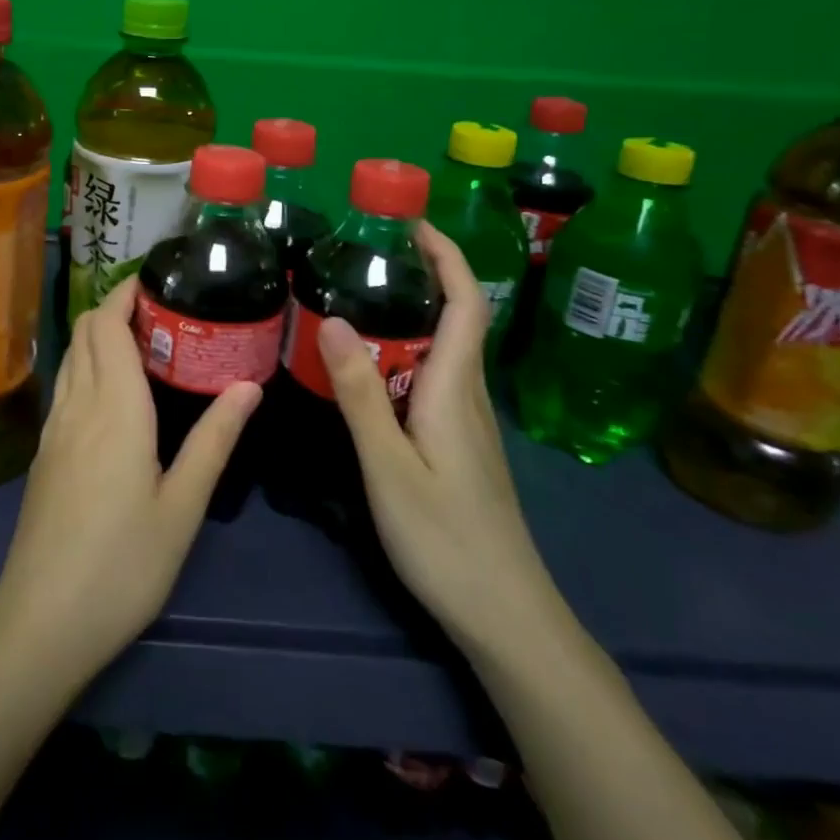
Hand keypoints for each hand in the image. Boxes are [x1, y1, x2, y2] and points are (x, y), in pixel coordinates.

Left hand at [0, 276, 262, 693]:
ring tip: (142, 342)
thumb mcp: (183, 506)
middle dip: (115, 307)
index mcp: (114, 407)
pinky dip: (86, 366)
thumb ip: (214, 440)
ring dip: (98, 335)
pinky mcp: (43, 454)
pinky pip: (65, 386)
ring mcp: (53, 429)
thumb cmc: (124, 564)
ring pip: (71, 357)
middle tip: (161, 311)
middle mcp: (78, 405)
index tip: (156, 281)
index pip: (108, 325)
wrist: (43, 620)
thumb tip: (248, 385)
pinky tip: (112, 392)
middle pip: (85, 332)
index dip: (125, 294)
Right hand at [318, 221, 564, 655]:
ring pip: (441, 349)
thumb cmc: (446, 539)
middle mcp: (467, 395)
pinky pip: (431, 378)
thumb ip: (359, 393)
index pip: (466, 303)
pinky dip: (404, 352)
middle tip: (361, 255)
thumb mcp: (389, 465)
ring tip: (355, 299)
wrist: (505, 616)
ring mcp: (465, 422)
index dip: (447, 256)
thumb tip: (333, 318)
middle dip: (420, 274)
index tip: (411, 222)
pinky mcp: (458, 443)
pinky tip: (369, 368)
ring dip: (409, 313)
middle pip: (455, 318)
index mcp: (455, 389)